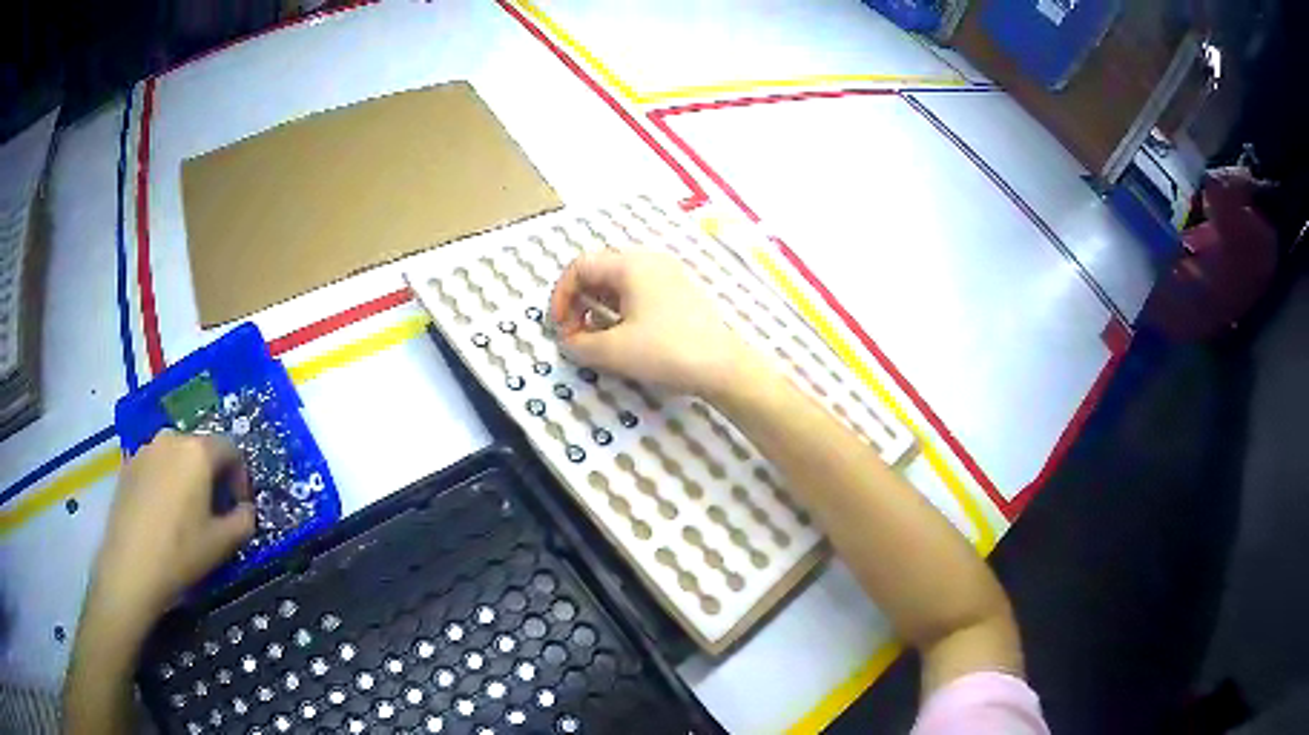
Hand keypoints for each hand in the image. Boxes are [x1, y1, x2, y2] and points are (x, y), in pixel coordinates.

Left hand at [87, 431, 254, 631]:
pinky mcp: (127, 464)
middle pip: (201, 449)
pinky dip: (165, 482)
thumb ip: (244, 520)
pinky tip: (163, 514)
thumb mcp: (223, 544)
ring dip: (187, 477)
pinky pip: (155, 466)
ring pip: (176, 456)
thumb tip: (245, 509)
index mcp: (197, 451)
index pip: (231, 450)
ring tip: (187, 512)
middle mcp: (171, 438)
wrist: (130, 567)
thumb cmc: (180, 553)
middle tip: (216, 511)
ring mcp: (145, 449)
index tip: (240, 507)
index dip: (241, 478)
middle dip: (213, 476)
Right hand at [549, 249, 751, 395]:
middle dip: (578, 303)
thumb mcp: (613, 351)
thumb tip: (568, 342)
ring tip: (596, 340)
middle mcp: (649, 261)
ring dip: (598, 309)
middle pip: (599, 272)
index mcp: (630, 265)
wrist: (723, 367)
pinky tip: (623, 338)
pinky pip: (638, 294)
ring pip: (618, 284)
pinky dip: (620, 311)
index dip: (561, 296)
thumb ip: (578, 345)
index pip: (580, 267)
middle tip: (575, 335)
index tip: (559, 329)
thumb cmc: (665, 351)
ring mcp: (668, 276)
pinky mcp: (680, 294)